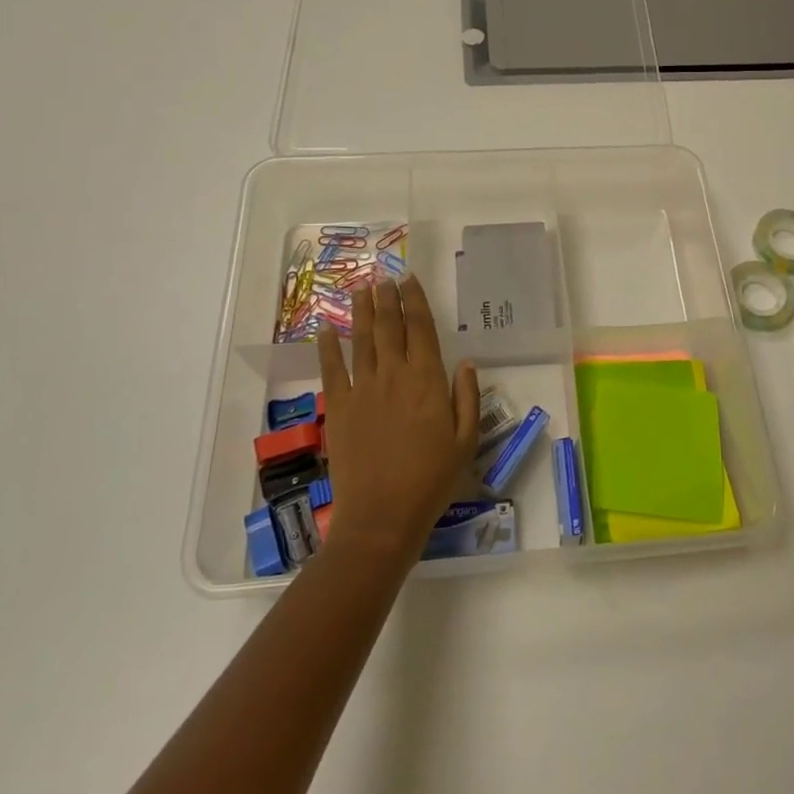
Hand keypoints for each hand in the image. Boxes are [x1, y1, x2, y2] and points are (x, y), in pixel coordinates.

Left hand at [316, 275, 478, 565]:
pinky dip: (328, 346)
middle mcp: (394, 375)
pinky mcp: (338, 407)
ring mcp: (362, 389)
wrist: (382, 517)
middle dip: (388, 297)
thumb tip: (467, 363)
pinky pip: (331, 369)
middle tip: (384, 276)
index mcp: (427, 380)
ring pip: (362, 339)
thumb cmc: (431, 481)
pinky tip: (326, 328)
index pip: (422, 329)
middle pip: (389, 326)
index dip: (416, 301)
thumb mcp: (465, 441)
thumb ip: (468, 398)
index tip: (410, 280)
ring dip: (361, 311)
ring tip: (361, 289)